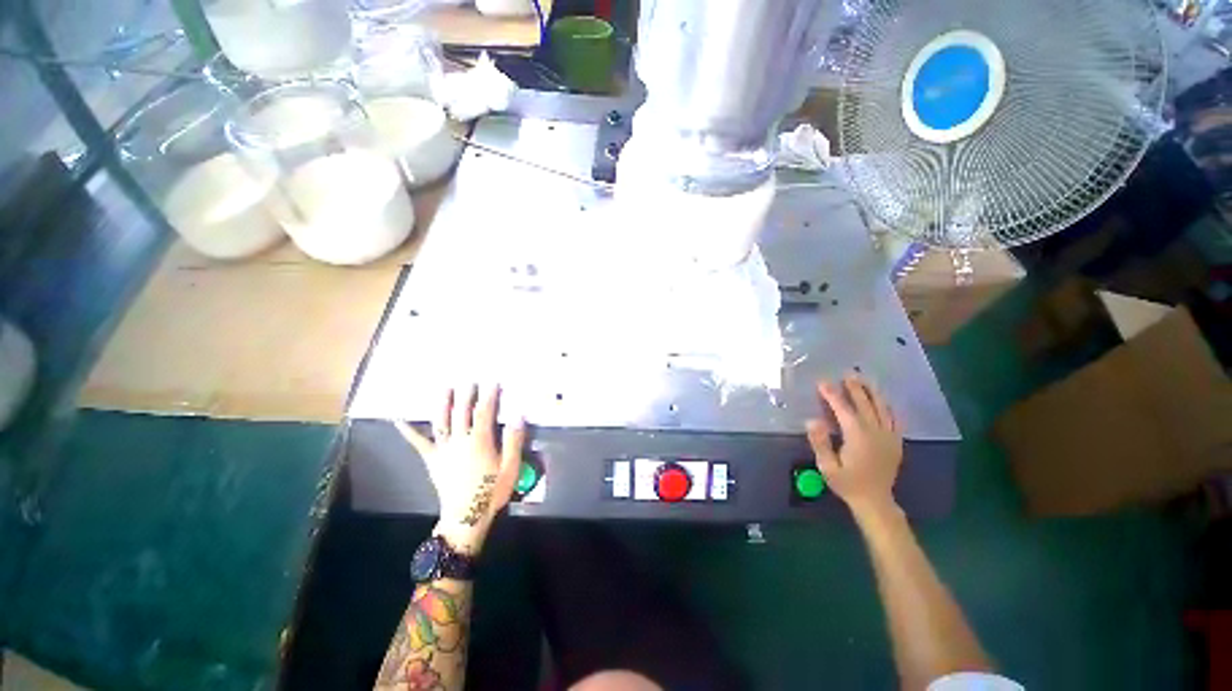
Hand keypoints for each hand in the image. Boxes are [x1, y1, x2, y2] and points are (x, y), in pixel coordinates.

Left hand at [395, 385, 525, 553]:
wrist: (466, 517)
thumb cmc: (491, 491)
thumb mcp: (510, 467)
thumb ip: (513, 440)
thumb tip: (518, 416)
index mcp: (480, 440)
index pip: (485, 412)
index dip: (489, 396)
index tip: (493, 382)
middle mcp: (460, 439)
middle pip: (462, 412)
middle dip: (466, 394)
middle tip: (469, 380)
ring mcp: (444, 449)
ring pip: (441, 421)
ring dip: (443, 403)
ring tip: (444, 388)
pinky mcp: (432, 459)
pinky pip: (419, 443)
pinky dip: (409, 431)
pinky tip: (399, 420)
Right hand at [806, 375, 902, 516]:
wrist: (875, 501)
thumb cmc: (847, 483)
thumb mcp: (827, 466)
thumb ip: (820, 442)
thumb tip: (812, 420)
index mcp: (857, 436)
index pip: (843, 409)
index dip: (832, 394)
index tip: (822, 382)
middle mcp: (875, 432)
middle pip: (865, 404)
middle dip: (855, 387)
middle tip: (848, 373)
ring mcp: (889, 436)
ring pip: (882, 408)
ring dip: (873, 392)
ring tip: (865, 380)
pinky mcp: (896, 442)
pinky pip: (895, 419)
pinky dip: (889, 407)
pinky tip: (884, 401)